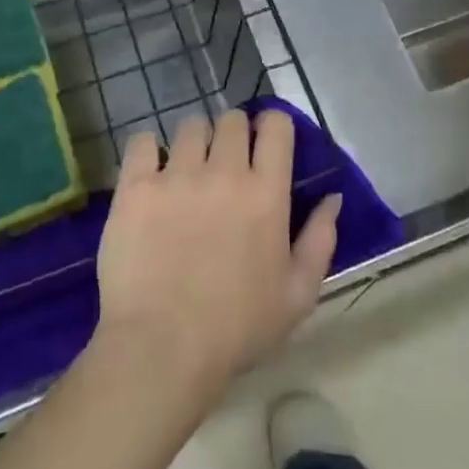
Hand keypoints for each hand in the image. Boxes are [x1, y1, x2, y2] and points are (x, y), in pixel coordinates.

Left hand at [95, 108, 340, 400]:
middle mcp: (224, 171)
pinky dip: (148, 150)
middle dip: (233, 133)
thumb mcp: (297, 296)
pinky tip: (150, 172)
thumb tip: (332, 197)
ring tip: (187, 170)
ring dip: (194, 142)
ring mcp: (177, 175)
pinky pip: (143, 142)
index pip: (275, 126)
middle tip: (225, 162)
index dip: (271, 126)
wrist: (162, 349)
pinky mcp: (136, 186)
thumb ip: (320, 240)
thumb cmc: (236, 329)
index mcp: (266, 192)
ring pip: (190, 126)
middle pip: (231, 119)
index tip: (264, 142)